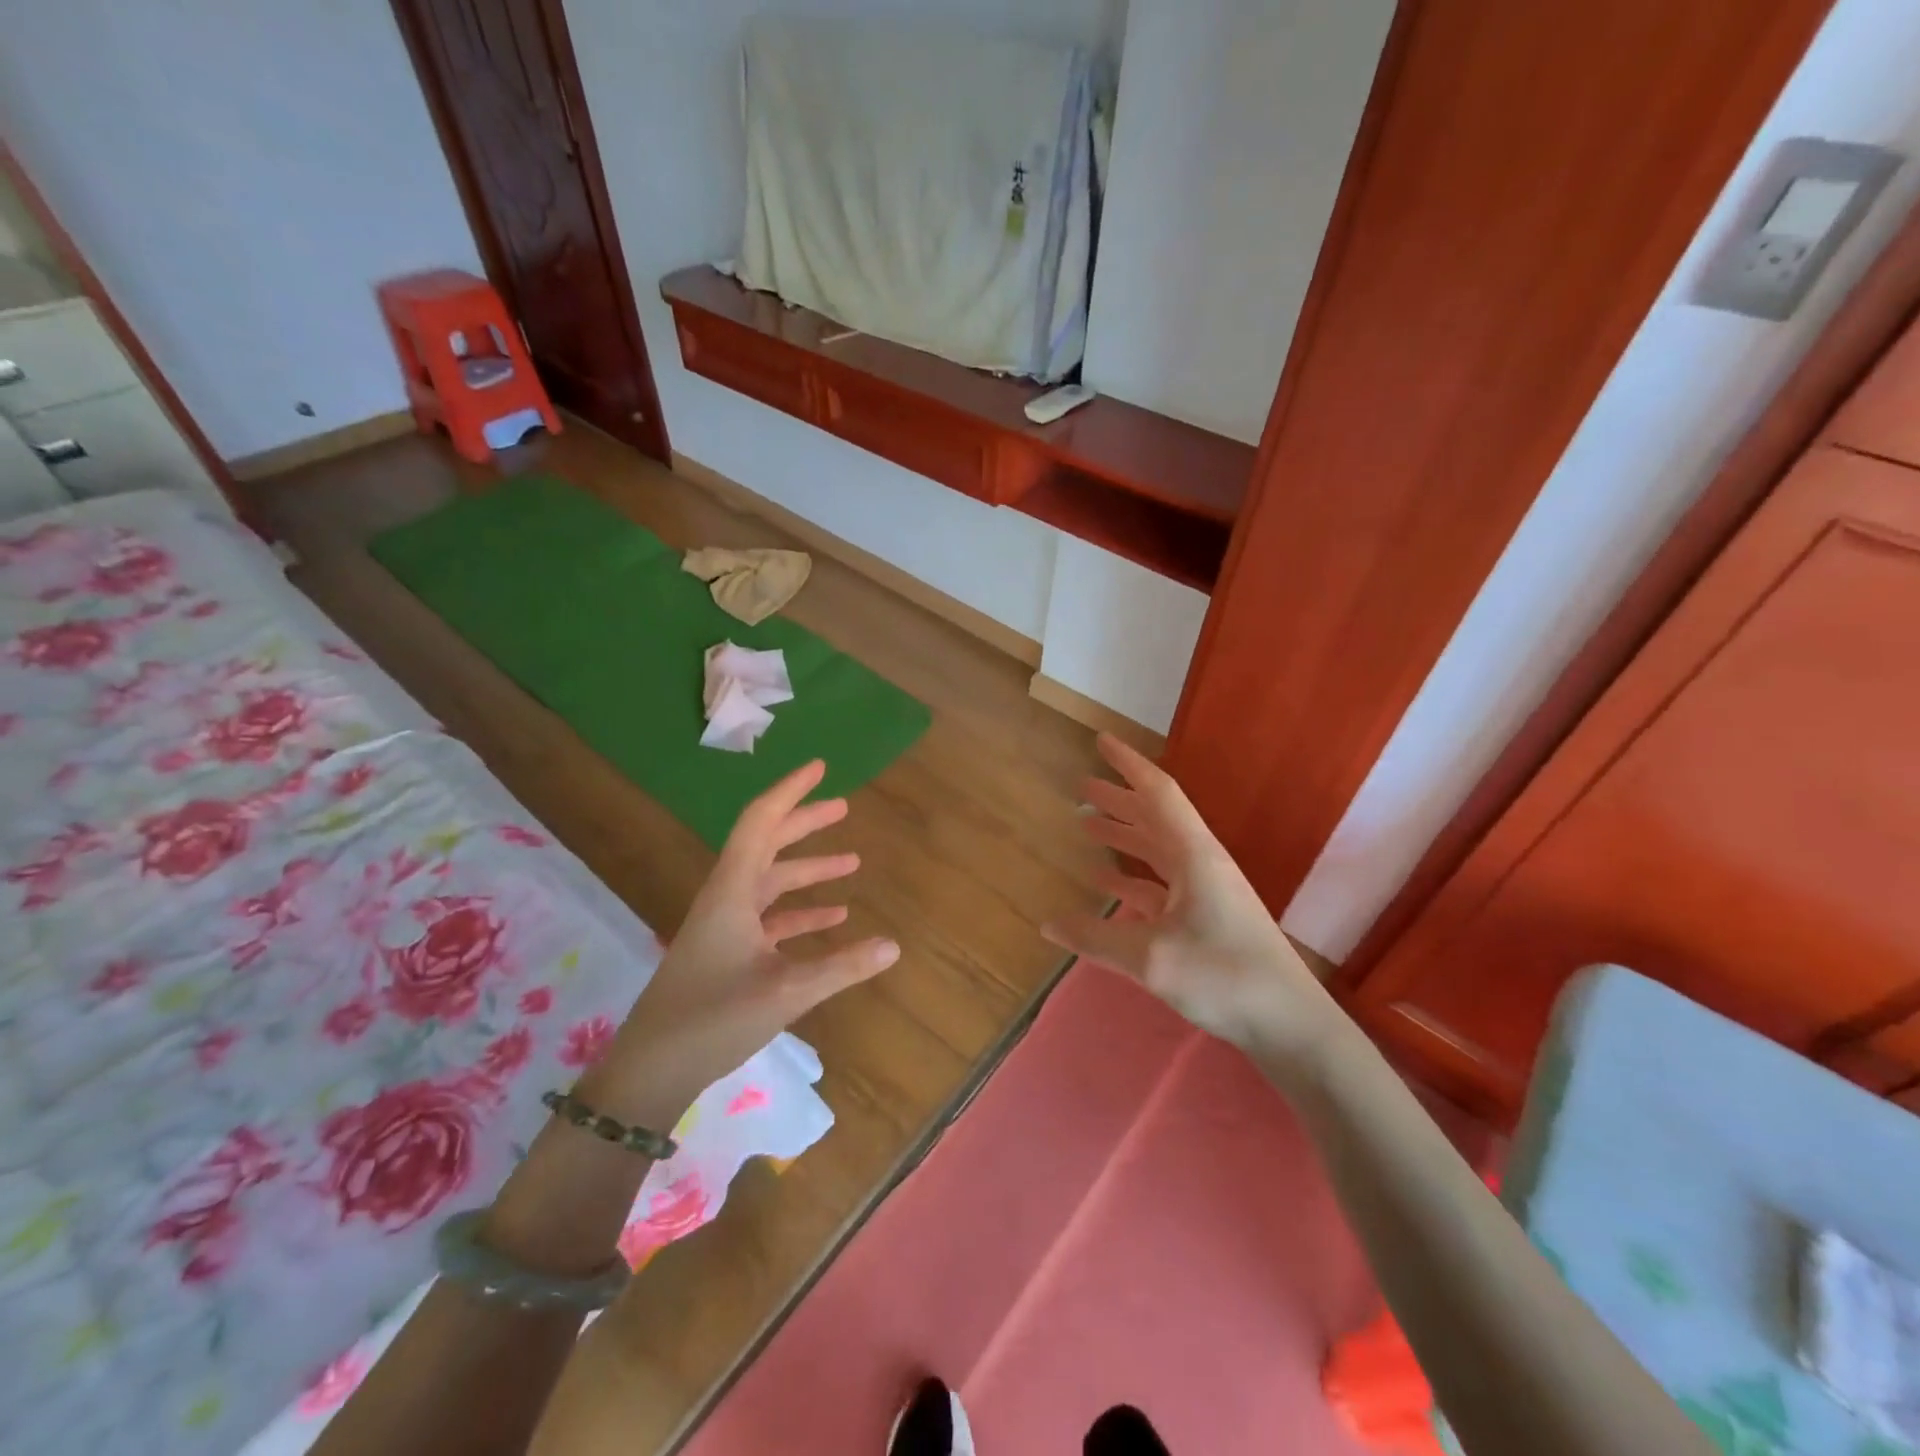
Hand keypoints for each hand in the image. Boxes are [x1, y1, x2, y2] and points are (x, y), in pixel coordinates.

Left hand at [579, 760, 898, 1123]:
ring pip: (771, 882)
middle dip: (805, 823)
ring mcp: (725, 926)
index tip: (820, 767)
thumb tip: (894, 945)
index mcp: (733, 892)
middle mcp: (727, 898)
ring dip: (808, 870)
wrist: (651, 1070)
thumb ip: (842, 966)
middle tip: (844, 806)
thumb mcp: (786, 992)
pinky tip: (833, 918)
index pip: (762, 823)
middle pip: (767, 845)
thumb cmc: (713, 1019)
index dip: (791, 792)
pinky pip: (769, 917)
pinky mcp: (727, 952)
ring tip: (852, 863)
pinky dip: (800, 912)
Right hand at [1041, 735, 1340, 1067]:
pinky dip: (1132, 878)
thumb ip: (1096, 939)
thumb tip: (1046, 924)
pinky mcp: (1207, 920)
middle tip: (1082, 785)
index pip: (1158, 794)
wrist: (1291, 1024)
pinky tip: (1107, 885)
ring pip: (1157, 851)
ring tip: (1086, 825)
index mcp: (1195, 855)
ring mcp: (1206, 893)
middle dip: (1119, 800)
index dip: (1128, 765)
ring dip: (1124, 836)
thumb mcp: (1151, 959)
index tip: (1101, 741)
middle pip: (1155, 819)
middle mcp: (1201, 864)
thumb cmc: (1224, 977)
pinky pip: (1161, 886)